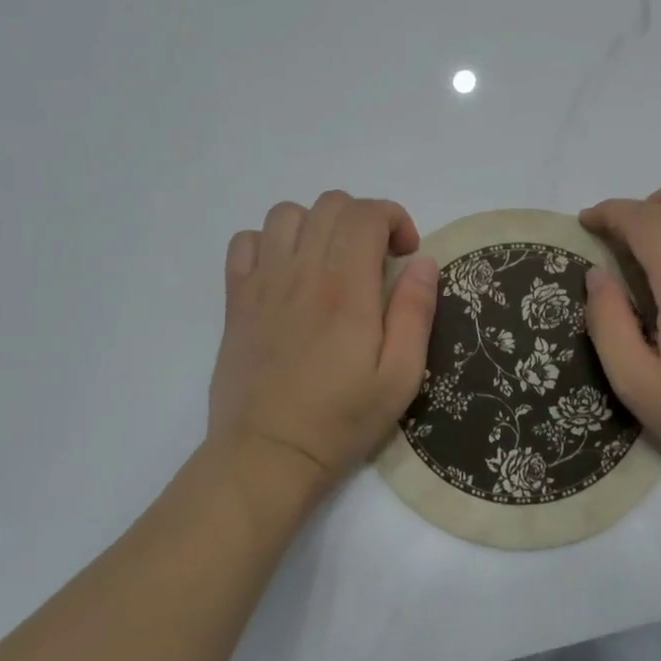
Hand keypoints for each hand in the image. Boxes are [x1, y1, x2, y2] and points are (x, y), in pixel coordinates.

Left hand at [207, 192, 440, 494]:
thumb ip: (415, 313)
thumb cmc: (340, 420)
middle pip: (330, 204)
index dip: (395, 218)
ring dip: (317, 225)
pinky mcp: (236, 300)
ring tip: (331, 260)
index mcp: (345, 289)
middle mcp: (301, 273)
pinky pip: (245, 242)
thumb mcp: (400, 377)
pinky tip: (287, 273)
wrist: (267, 455)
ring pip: (286, 213)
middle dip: (363, 218)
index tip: (406, 254)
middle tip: (376, 259)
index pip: (367, 213)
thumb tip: (424, 261)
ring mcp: (263, 283)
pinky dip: (270, 242)